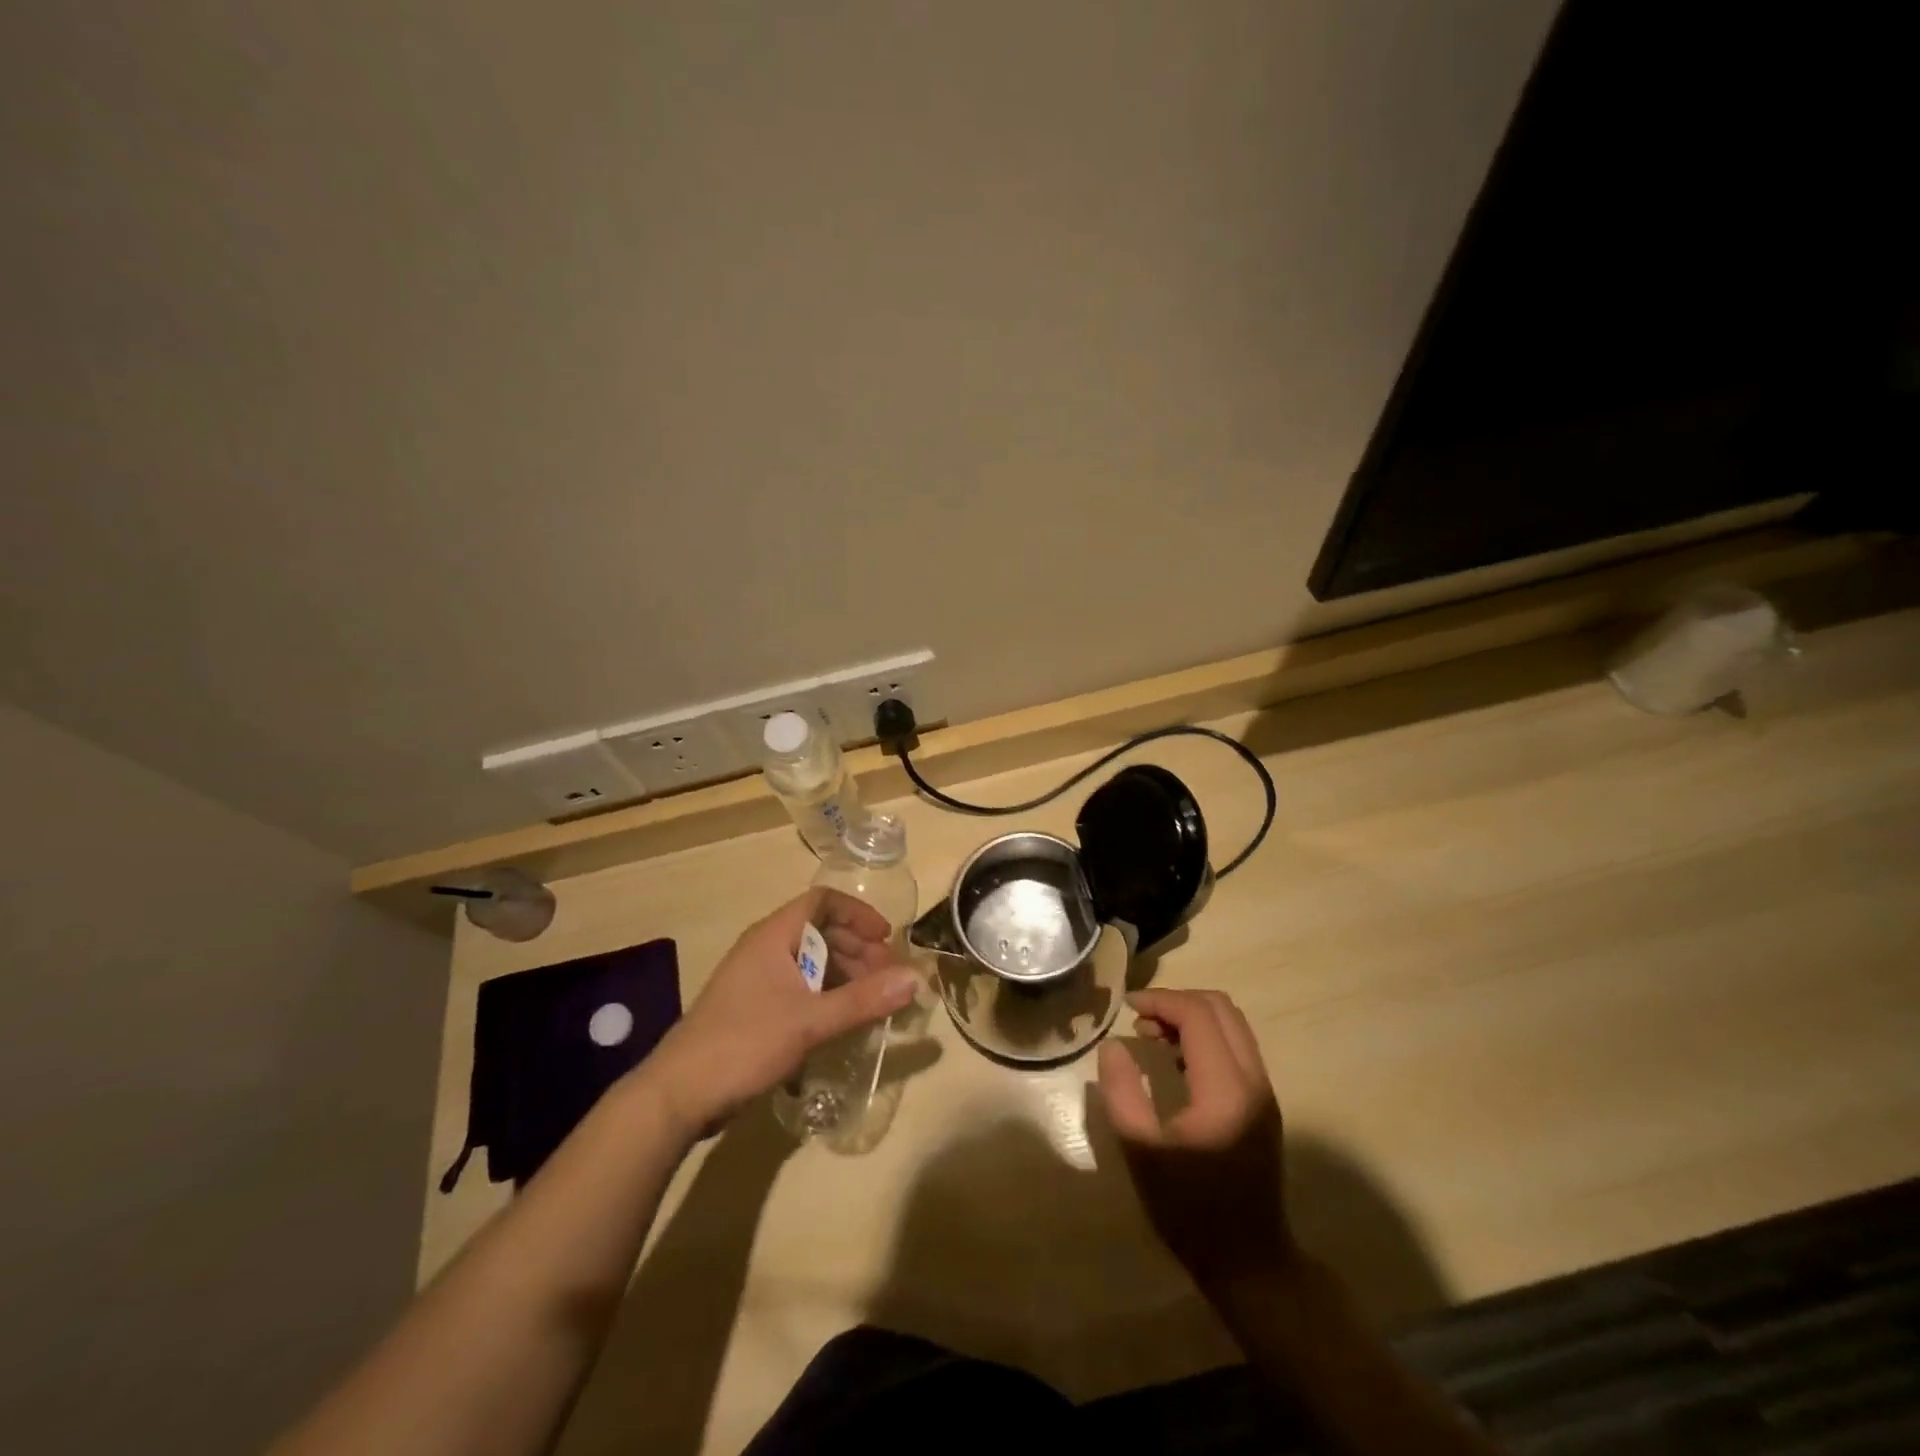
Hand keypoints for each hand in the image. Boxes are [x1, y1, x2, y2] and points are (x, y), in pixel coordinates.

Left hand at [642, 888, 919, 1137]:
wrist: (678, 1095)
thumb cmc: (745, 1043)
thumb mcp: (810, 1022)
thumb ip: (864, 1000)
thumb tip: (916, 978)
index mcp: (773, 936)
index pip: (823, 902)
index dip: (858, 914)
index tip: (886, 939)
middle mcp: (764, 949)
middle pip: (820, 932)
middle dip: (858, 950)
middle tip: (888, 977)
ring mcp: (756, 980)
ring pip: (810, 963)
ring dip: (844, 975)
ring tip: (873, 1001)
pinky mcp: (752, 1009)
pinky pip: (798, 988)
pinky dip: (825, 996)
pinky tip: (842, 1020)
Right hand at [1097, 989, 1294, 1294]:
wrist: (1250, 1263)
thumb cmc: (1189, 1209)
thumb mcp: (1141, 1152)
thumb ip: (1122, 1092)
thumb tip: (1113, 1046)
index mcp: (1224, 1089)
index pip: (1197, 1015)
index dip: (1160, 1001)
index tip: (1127, 1008)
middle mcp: (1253, 1080)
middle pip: (1220, 1008)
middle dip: (1177, 1001)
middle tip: (1140, 1018)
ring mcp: (1264, 1091)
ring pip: (1232, 1023)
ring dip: (1192, 1017)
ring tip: (1153, 1035)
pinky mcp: (1264, 1103)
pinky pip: (1237, 1046)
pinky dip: (1206, 1036)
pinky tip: (1176, 1060)